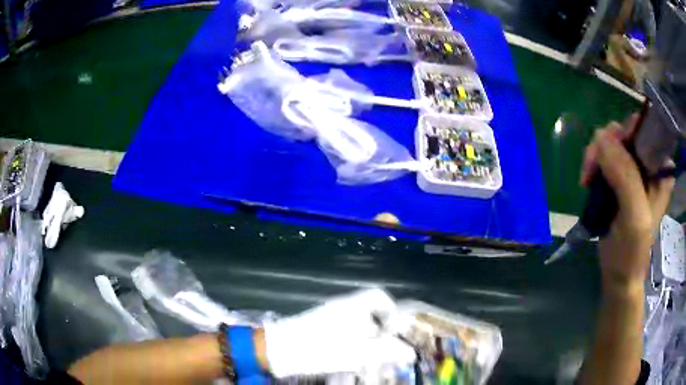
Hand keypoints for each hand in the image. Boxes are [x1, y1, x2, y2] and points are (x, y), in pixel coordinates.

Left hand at [263, 288, 414, 377]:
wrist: (277, 351)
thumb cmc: (319, 349)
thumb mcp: (356, 353)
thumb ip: (385, 352)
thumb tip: (409, 352)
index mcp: (352, 306)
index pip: (379, 297)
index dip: (392, 312)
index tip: (395, 332)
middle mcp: (341, 308)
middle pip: (370, 314)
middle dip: (381, 332)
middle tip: (385, 351)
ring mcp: (329, 318)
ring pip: (357, 326)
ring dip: (367, 341)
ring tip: (370, 359)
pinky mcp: (319, 329)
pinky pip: (345, 333)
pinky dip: (353, 345)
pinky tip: (352, 360)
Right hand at [580, 115, 674, 290]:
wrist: (619, 274)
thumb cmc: (632, 251)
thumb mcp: (634, 217)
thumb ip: (625, 177)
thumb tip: (600, 137)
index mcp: (661, 168)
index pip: (645, 129)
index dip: (626, 133)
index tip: (609, 152)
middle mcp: (650, 163)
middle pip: (625, 132)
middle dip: (606, 146)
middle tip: (591, 170)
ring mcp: (634, 169)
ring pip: (612, 142)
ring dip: (596, 156)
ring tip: (587, 180)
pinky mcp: (620, 177)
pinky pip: (604, 156)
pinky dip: (593, 164)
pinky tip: (588, 181)